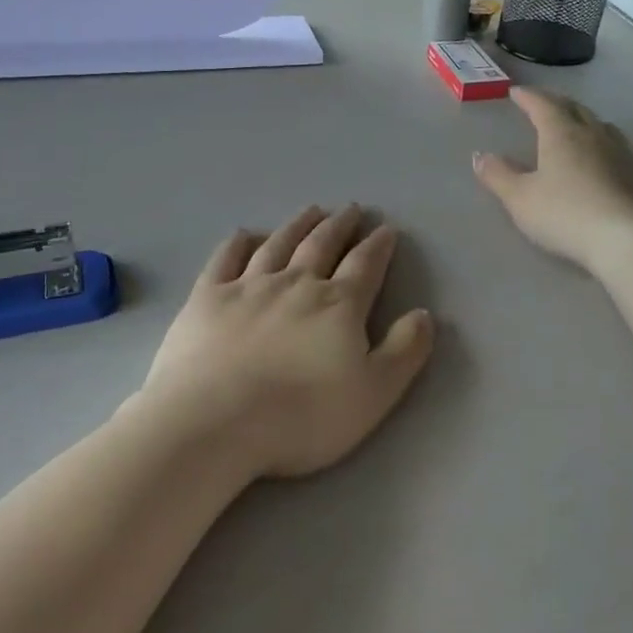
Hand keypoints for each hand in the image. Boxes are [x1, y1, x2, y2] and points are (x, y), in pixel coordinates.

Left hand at [142, 206, 434, 479]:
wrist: (214, 423)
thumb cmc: (301, 416)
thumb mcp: (373, 394)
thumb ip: (405, 351)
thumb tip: (424, 314)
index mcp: (338, 305)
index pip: (365, 265)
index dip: (378, 246)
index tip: (386, 229)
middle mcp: (296, 284)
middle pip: (322, 245)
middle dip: (340, 225)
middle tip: (350, 208)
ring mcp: (248, 287)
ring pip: (279, 244)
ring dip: (298, 225)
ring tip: (311, 210)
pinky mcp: (207, 299)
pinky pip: (225, 260)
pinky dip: (237, 243)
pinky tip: (245, 234)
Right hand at [474, 88, 632, 270]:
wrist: (625, 239)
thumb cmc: (564, 214)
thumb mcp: (520, 198)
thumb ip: (498, 175)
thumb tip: (480, 155)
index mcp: (561, 134)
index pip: (543, 105)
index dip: (529, 97)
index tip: (517, 92)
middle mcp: (594, 135)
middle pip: (576, 109)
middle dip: (558, 104)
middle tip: (546, 104)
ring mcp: (624, 154)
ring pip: (605, 127)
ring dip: (589, 122)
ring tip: (580, 127)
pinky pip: (628, 153)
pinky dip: (615, 150)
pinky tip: (616, 161)